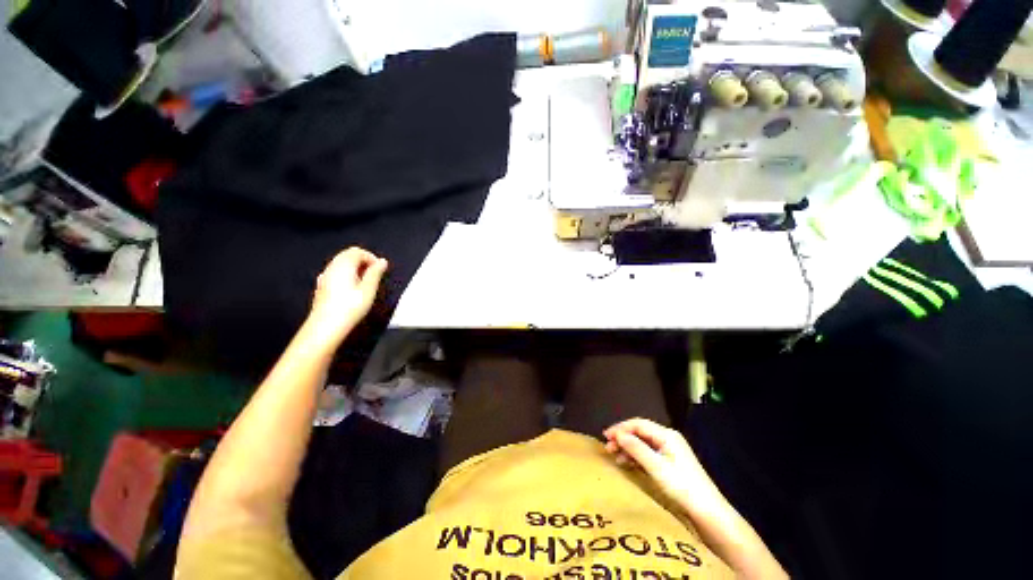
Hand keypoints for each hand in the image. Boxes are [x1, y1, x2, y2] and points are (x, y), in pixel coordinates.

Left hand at [306, 247, 387, 344]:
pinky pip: (336, 273)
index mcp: (343, 265)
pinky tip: (352, 289)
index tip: (380, 270)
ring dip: (355, 268)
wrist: (325, 327)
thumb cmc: (350, 307)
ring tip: (365, 283)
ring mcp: (324, 276)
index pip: (357, 251)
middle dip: (363, 261)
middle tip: (374, 276)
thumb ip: (375, 273)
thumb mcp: (368, 290)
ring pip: (341, 264)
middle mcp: (332, 267)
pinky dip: (346, 274)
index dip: (371, 258)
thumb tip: (382, 261)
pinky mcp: (322, 286)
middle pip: (347, 255)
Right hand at [604, 418, 720, 511]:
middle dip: (623, 438)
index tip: (606, 436)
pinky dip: (636, 456)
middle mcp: (668, 438)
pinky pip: (648, 453)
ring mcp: (670, 450)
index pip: (638, 424)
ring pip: (642, 442)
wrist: (708, 511)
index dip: (620, 428)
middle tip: (608, 447)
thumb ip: (636, 448)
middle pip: (640, 432)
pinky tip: (628, 463)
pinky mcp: (670, 462)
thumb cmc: (682, 486)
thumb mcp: (656, 467)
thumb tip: (617, 434)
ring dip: (628, 448)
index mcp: (666, 435)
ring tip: (615, 456)